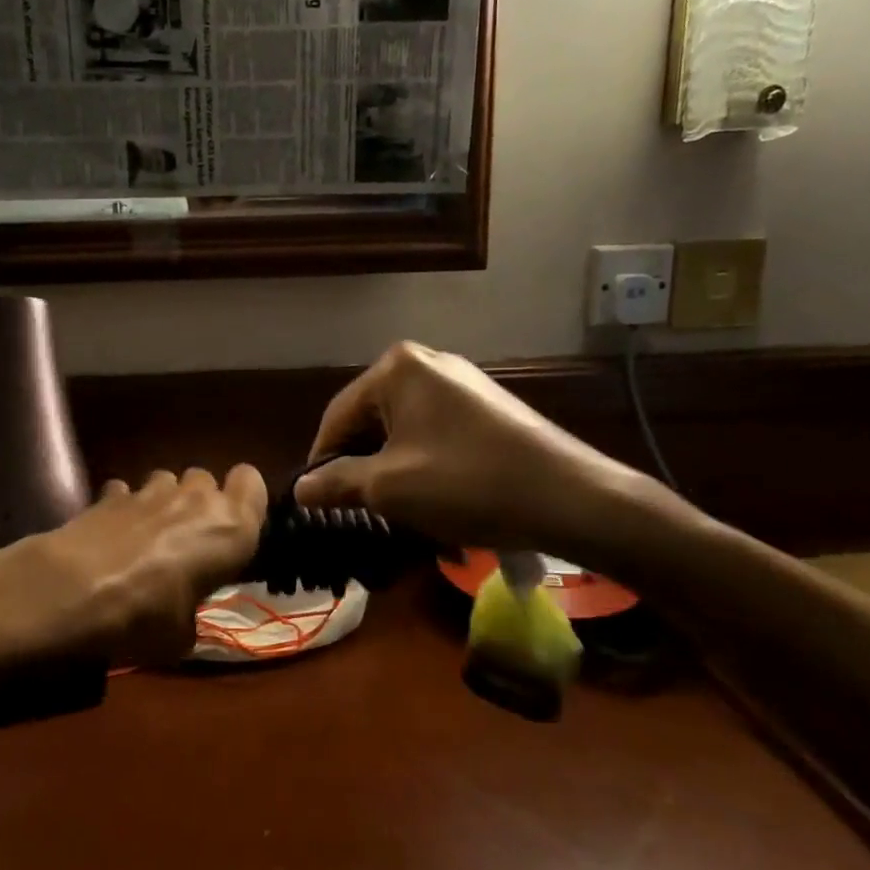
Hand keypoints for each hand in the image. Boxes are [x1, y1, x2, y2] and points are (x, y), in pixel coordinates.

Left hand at [33, 466, 268, 666]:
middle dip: (199, 501)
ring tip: (149, 536)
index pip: (252, 481)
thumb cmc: (146, 616)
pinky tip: (113, 535)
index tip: (234, 527)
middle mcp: (196, 498)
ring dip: (163, 501)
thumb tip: (183, 620)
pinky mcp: (110, 493)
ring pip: (167, 479)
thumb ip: (192, 616)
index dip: (244, 498)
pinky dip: (123, 507)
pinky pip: (126, 492)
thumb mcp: (182, 636)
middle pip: (206, 479)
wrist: (74, 592)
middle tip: (189, 540)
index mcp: (230, 527)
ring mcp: (150, 490)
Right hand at [294, 343, 663, 567]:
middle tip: (355, 508)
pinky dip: (423, 460)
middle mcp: (427, 362)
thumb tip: (300, 488)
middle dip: (360, 463)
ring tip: (395, 507)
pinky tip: (434, 493)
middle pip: (371, 418)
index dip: (320, 461)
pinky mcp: (487, 404)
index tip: (314, 502)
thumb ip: (337, 482)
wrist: (569, 496)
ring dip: (391, 465)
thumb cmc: (467, 484)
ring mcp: (462, 381)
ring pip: (403, 427)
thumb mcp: (389, 488)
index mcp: (397, 368)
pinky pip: (435, 430)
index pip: (337, 416)